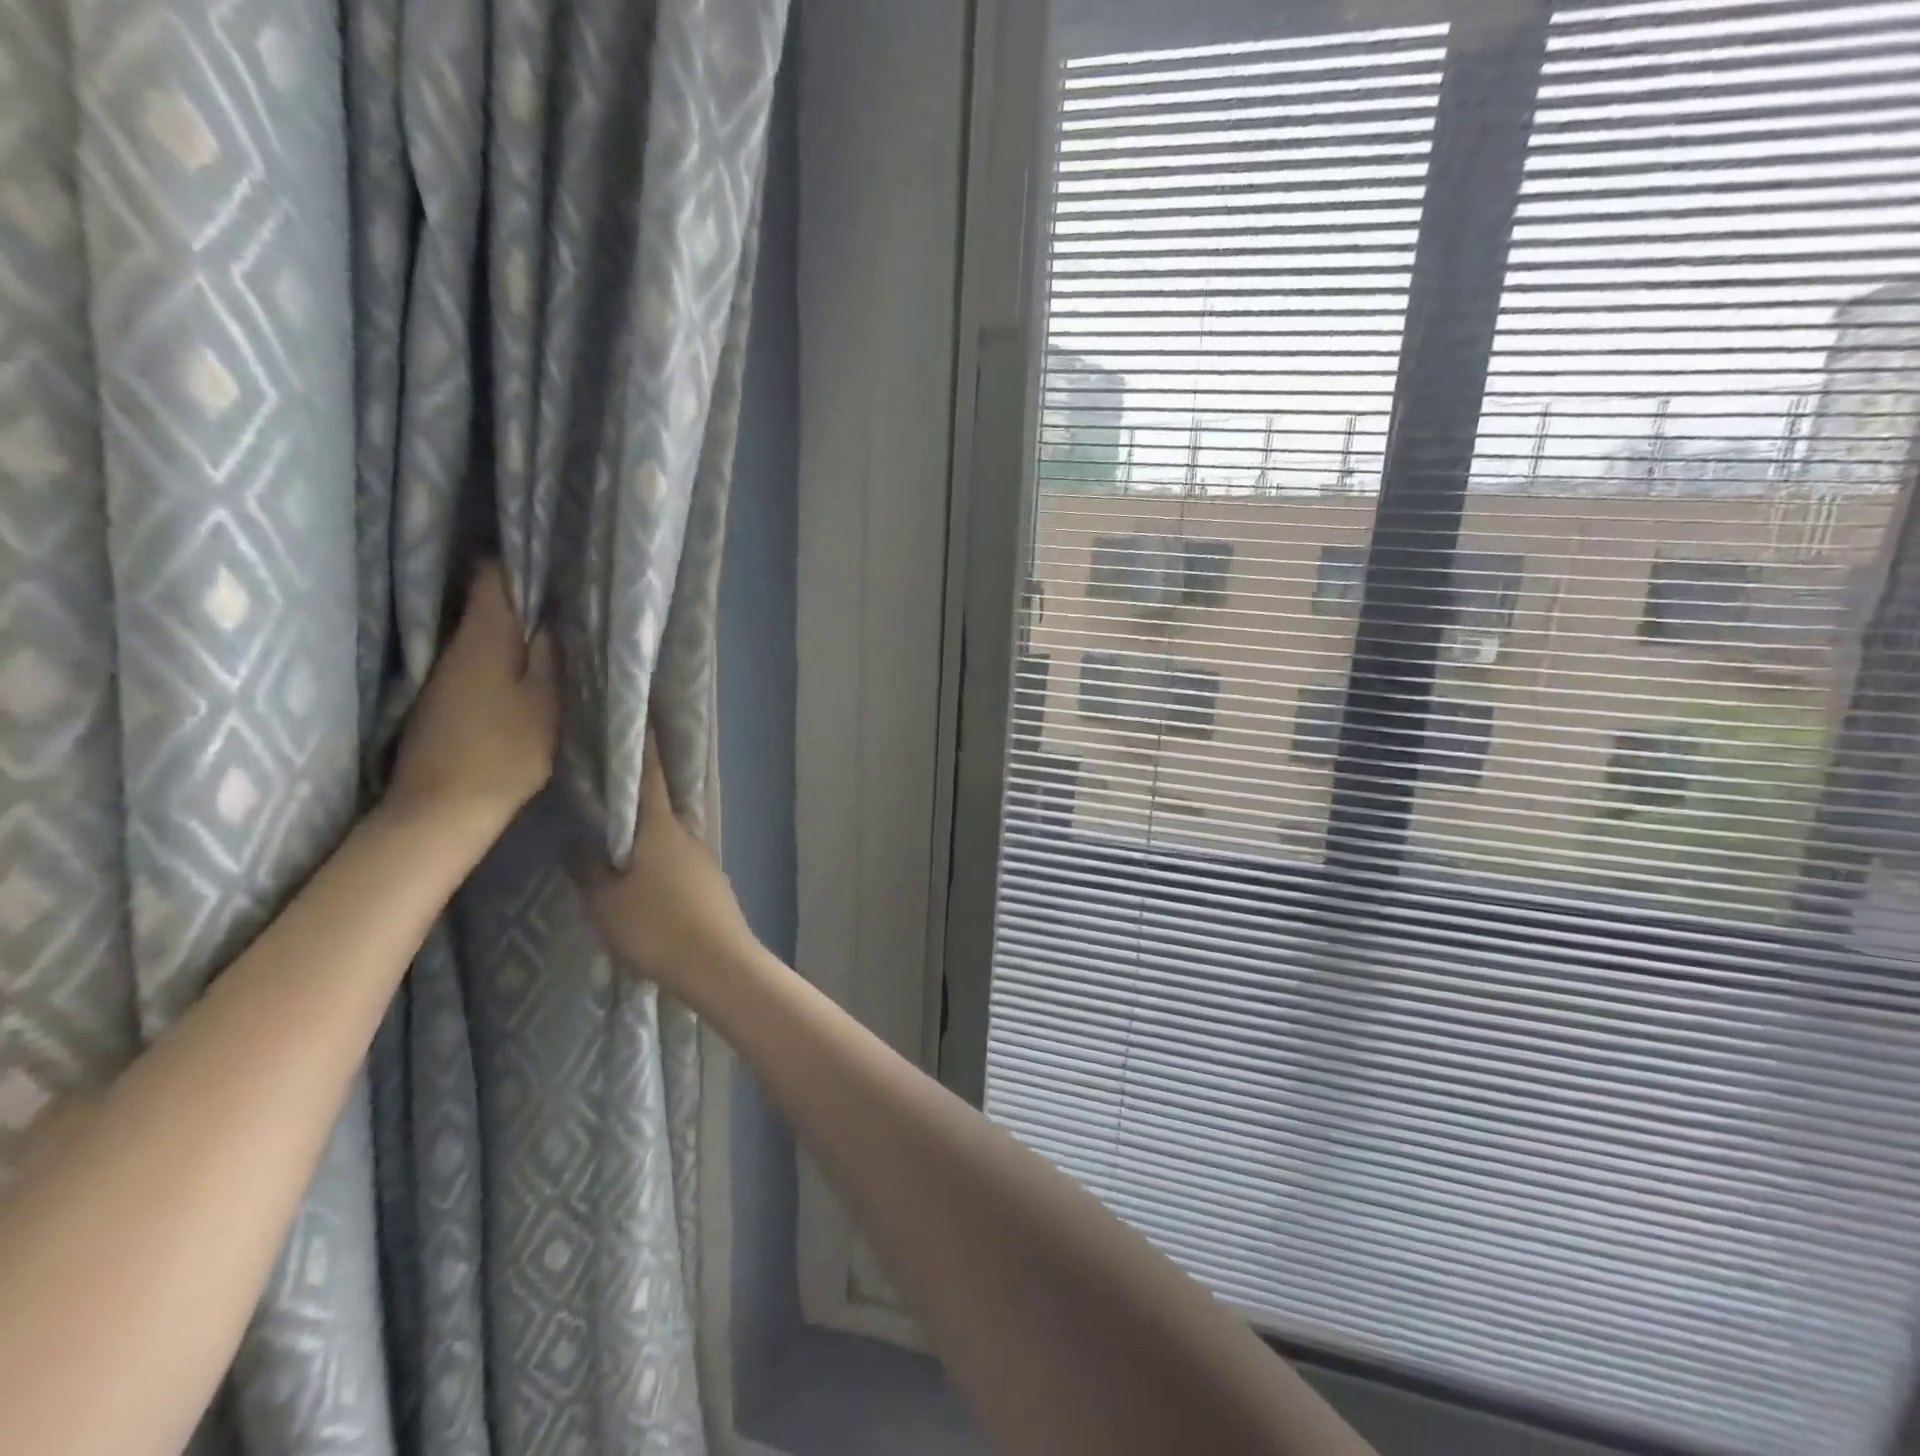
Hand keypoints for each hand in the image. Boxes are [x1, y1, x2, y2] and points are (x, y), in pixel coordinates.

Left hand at [387, 563, 558, 837]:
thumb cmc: (505, 752)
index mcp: (484, 637)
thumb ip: (549, 656)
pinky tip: (524, 666)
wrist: (443, 807)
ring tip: (552, 628)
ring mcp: (443, 672)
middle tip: (565, 596)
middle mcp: (456, 645)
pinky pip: (476, 658)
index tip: (553, 561)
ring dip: (513, 627)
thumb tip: (553, 618)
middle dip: (522, 594)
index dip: (521, 562)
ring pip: (482, 631)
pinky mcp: (440, 697)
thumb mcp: (545, 703)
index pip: (493, 576)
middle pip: (486, 602)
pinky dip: (500, 654)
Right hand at [580, 733, 756, 995]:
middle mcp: (687, 832)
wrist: (717, 963)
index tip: (637, 714)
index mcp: (661, 826)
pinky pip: (679, 855)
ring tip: (620, 828)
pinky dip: (661, 852)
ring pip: (671, 830)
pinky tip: (647, 870)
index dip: (642, 743)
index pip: (650, 773)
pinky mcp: (711, 881)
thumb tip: (579, 839)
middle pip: (662, 800)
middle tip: (610, 777)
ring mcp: (704, 856)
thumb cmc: (656, 926)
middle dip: (640, 786)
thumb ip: (589, 867)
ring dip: (650, 825)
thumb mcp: (605, 901)